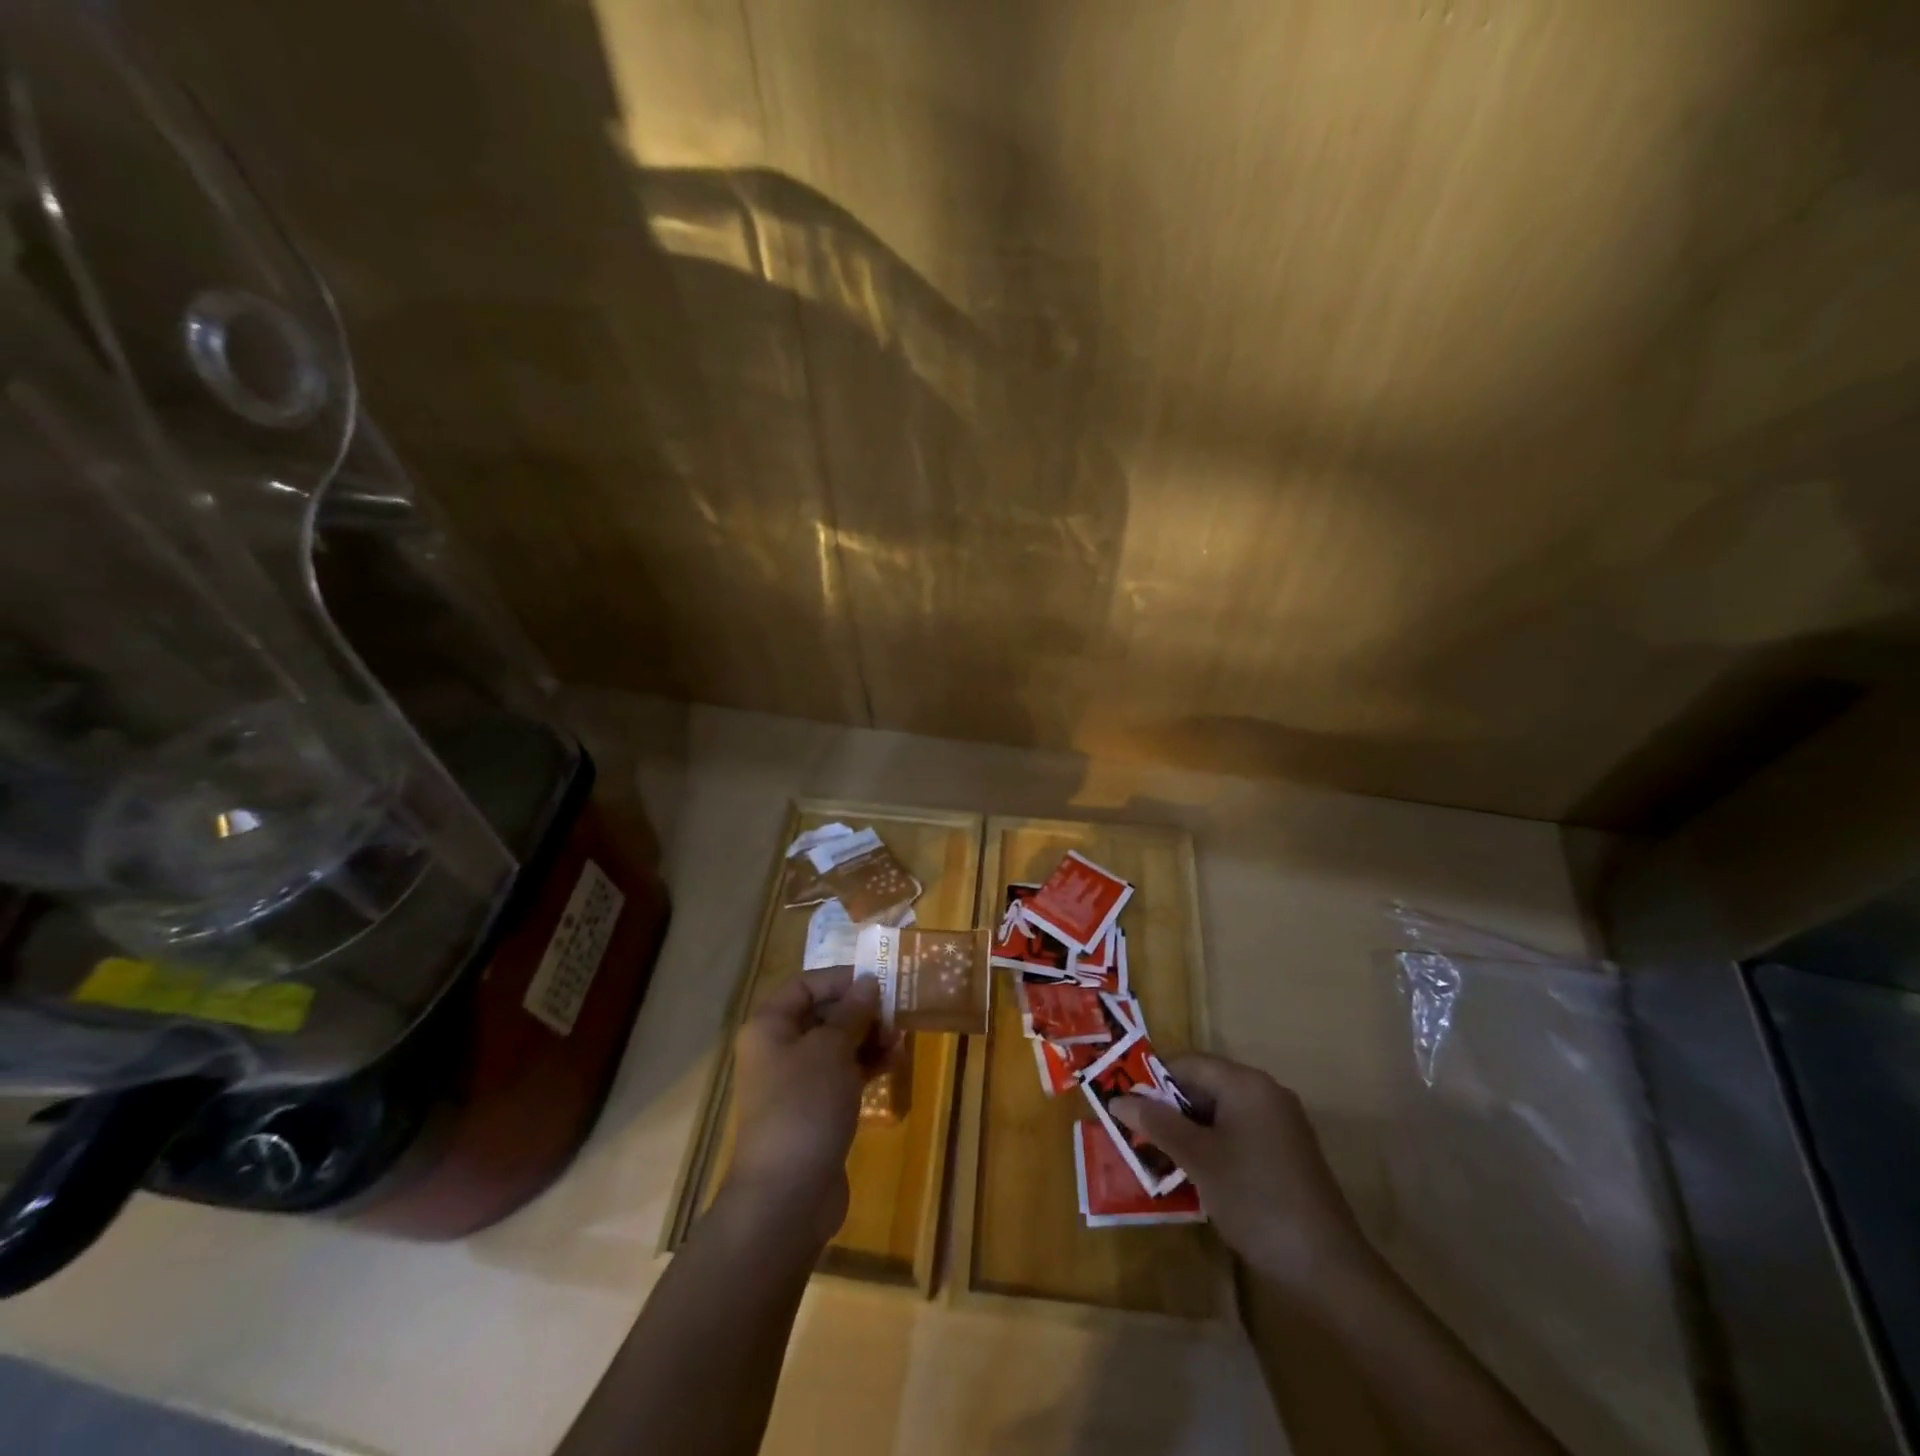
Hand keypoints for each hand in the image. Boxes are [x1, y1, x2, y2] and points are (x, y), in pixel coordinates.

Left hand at [722, 968, 893, 1246]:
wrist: (787, 1196)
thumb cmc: (804, 1106)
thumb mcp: (832, 1050)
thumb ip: (852, 1013)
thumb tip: (868, 982)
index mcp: (769, 1027)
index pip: (804, 985)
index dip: (841, 979)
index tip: (879, 982)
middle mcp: (777, 1049)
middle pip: (822, 1014)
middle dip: (860, 1011)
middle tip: (897, 1013)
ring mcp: (794, 1083)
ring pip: (835, 1046)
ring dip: (868, 1038)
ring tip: (900, 1041)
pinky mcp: (813, 1111)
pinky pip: (841, 1075)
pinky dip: (865, 1066)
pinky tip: (892, 1064)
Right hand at [1113, 1054, 1369, 1289]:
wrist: (1328, 1269)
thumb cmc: (1256, 1199)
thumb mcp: (1198, 1159)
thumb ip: (1157, 1124)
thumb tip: (1117, 1099)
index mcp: (1246, 1084)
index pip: (1188, 1064)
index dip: (1152, 1080)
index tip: (1123, 1103)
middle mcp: (1265, 1094)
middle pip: (1204, 1086)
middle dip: (1168, 1108)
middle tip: (1134, 1132)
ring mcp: (1279, 1126)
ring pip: (1219, 1114)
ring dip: (1187, 1131)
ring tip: (1155, 1156)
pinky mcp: (1285, 1155)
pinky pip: (1237, 1135)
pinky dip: (1211, 1147)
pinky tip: (1193, 1175)